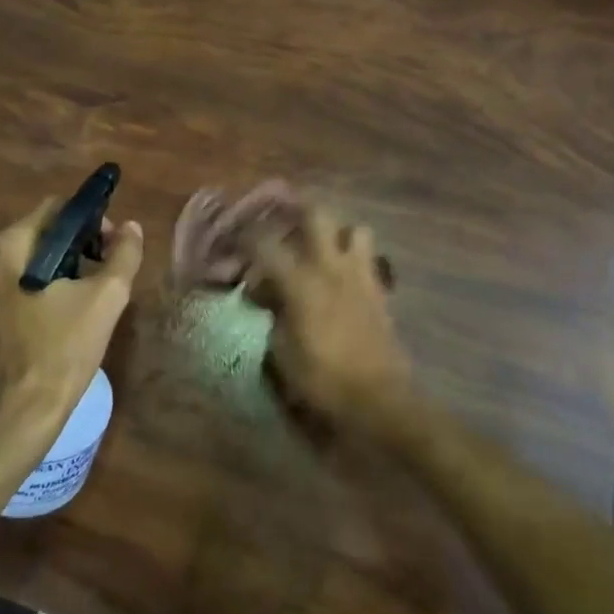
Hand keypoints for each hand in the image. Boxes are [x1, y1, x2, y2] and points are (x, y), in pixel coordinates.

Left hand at [0, 198, 143, 452]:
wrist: (23, 412)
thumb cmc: (63, 349)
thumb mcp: (105, 298)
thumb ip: (123, 254)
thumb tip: (130, 227)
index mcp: (10, 246)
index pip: (57, 208)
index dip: (92, 220)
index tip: (114, 247)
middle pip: (44, 232)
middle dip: (81, 244)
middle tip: (108, 271)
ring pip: (33, 258)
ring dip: (66, 266)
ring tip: (92, 293)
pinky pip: (21, 282)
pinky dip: (47, 285)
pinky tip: (67, 312)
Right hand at [241, 206, 416, 449]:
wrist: (379, 399)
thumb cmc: (323, 380)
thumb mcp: (281, 353)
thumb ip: (270, 315)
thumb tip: (263, 296)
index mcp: (301, 282)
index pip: (264, 244)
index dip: (245, 237)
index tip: (234, 239)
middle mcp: (331, 268)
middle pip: (317, 215)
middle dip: (296, 213)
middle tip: (282, 227)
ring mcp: (360, 275)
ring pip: (354, 229)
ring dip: (337, 234)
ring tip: (322, 250)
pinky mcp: (380, 291)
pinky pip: (370, 259)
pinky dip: (355, 258)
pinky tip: (343, 277)